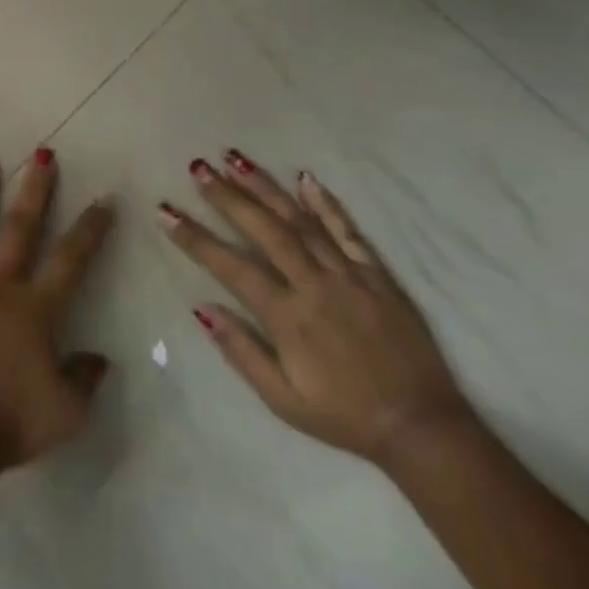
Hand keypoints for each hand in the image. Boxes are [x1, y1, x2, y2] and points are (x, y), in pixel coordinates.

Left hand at [0, 150, 114, 474]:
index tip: (103, 201)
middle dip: (35, 189)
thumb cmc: (9, 423)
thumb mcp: (67, 413)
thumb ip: (85, 380)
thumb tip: (99, 358)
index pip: (71, 259)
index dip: (90, 229)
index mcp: (37, 309)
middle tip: (42, 153)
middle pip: (21, 228)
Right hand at [160, 151, 472, 463]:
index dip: (194, 238)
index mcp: (287, 316)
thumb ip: (241, 352)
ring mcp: (349, 276)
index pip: (230, 266)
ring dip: (265, 188)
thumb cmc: (343, 415)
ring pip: (301, 221)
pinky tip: (306, 179)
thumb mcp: (283, 400)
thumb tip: (201, 308)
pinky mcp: (378, 277)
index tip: (165, 212)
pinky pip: (349, 232)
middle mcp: (314, 285)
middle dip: (227, 196)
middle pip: (265, 230)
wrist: (422, 428)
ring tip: (236, 159)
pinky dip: (326, 204)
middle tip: (198, 167)